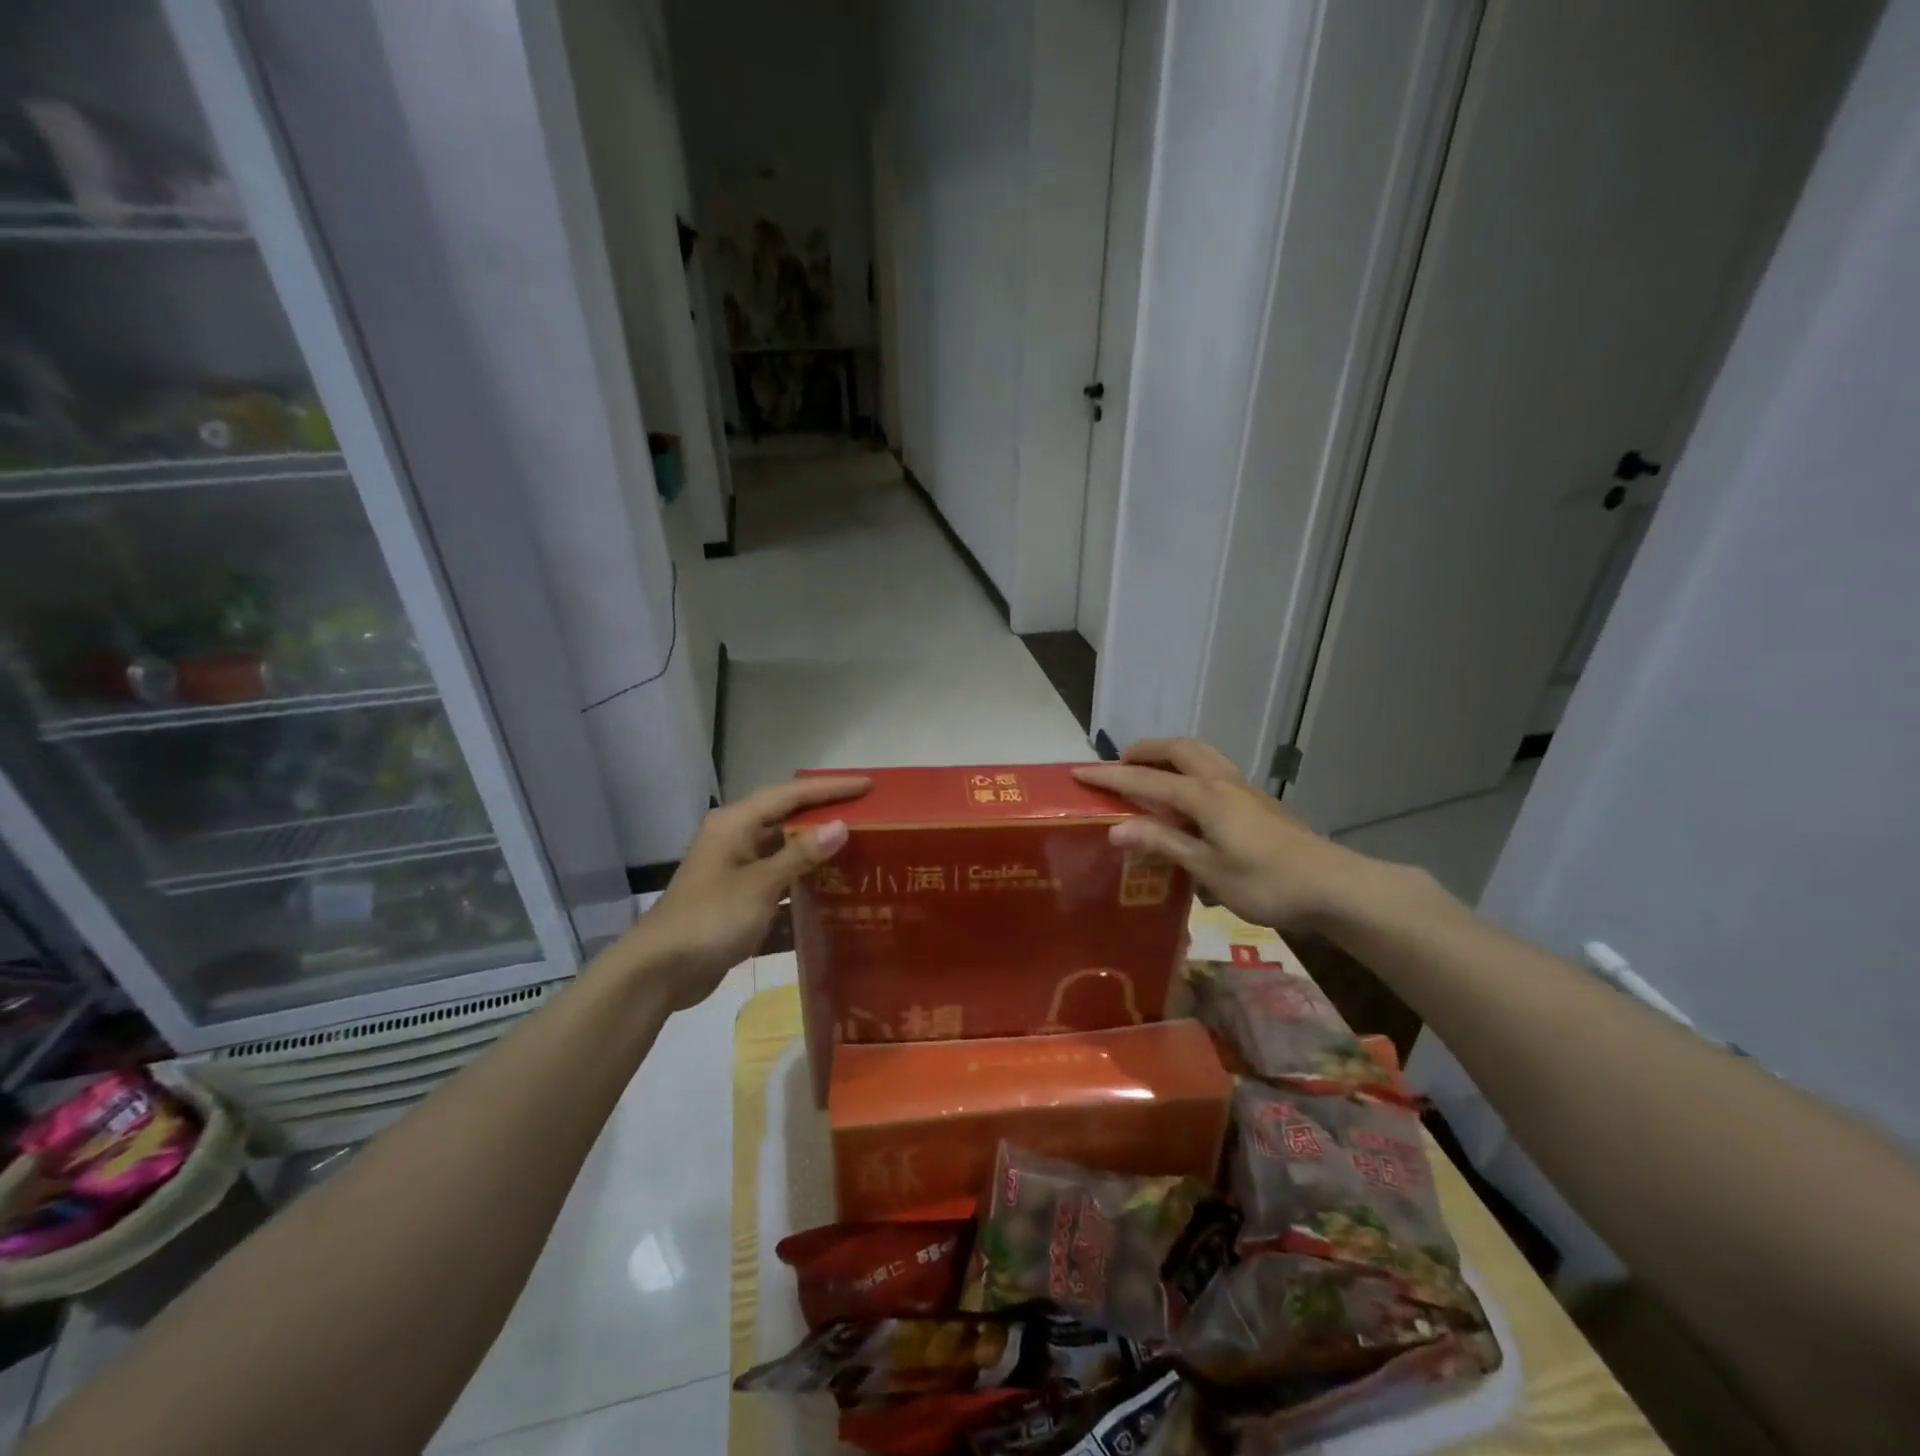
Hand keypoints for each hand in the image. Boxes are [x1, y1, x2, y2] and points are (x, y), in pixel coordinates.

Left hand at [615, 775, 869, 1009]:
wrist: (659, 973)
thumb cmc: (710, 918)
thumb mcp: (760, 885)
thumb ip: (801, 854)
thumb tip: (841, 826)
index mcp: (736, 824)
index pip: (792, 794)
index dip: (831, 788)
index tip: (868, 785)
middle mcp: (737, 840)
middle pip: (789, 820)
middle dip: (827, 818)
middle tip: (870, 817)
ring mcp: (737, 871)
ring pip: (785, 853)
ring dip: (818, 854)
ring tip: (860, 852)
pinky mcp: (739, 901)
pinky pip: (780, 884)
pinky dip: (803, 887)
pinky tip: (834, 897)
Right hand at [1074, 738, 1391, 932]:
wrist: (1333, 886)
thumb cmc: (1266, 882)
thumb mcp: (1208, 869)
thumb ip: (1163, 842)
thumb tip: (1115, 828)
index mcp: (1204, 796)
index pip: (1146, 779)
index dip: (1110, 775)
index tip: (1077, 772)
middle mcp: (1221, 782)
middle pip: (1177, 749)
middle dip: (1144, 751)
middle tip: (1120, 766)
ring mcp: (1243, 788)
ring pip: (1200, 754)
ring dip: (1169, 755)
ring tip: (1150, 775)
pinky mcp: (1257, 801)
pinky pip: (1213, 770)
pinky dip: (1189, 770)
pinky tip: (1188, 801)